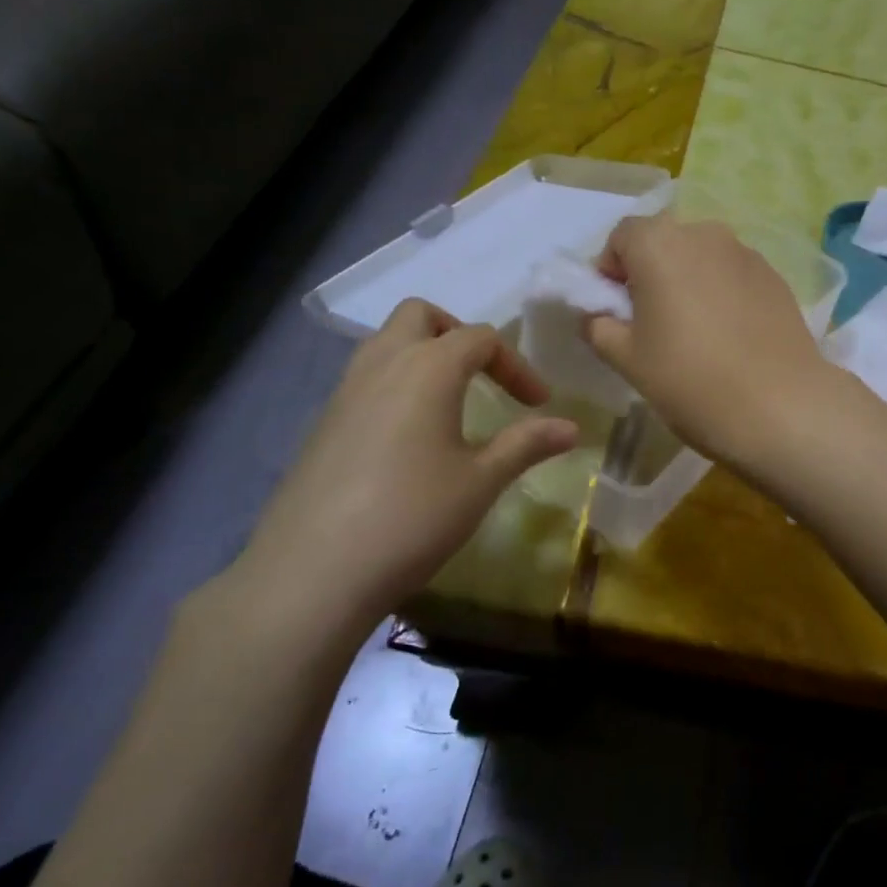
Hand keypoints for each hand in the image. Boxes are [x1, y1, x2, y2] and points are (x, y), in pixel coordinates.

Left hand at [214, 301, 577, 652]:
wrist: (315, 570)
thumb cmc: (413, 517)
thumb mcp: (481, 481)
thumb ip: (526, 444)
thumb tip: (571, 427)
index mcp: (428, 368)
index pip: (481, 338)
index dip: (517, 365)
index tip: (538, 404)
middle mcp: (382, 364)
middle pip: (420, 316)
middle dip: (459, 335)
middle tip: (484, 377)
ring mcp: (345, 391)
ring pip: (386, 343)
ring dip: (424, 356)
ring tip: (451, 403)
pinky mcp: (323, 422)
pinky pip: (366, 379)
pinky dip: (396, 385)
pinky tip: (410, 438)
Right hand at [585, 215, 836, 469]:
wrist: (779, 406)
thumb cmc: (690, 380)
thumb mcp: (627, 359)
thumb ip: (599, 327)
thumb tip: (598, 316)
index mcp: (659, 243)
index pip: (622, 236)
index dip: (610, 269)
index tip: (615, 310)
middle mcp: (705, 233)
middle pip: (665, 242)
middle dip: (651, 273)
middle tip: (652, 322)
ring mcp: (747, 253)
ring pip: (703, 258)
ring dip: (689, 282)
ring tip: (695, 332)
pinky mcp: (776, 278)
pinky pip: (734, 276)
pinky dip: (723, 294)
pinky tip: (730, 337)